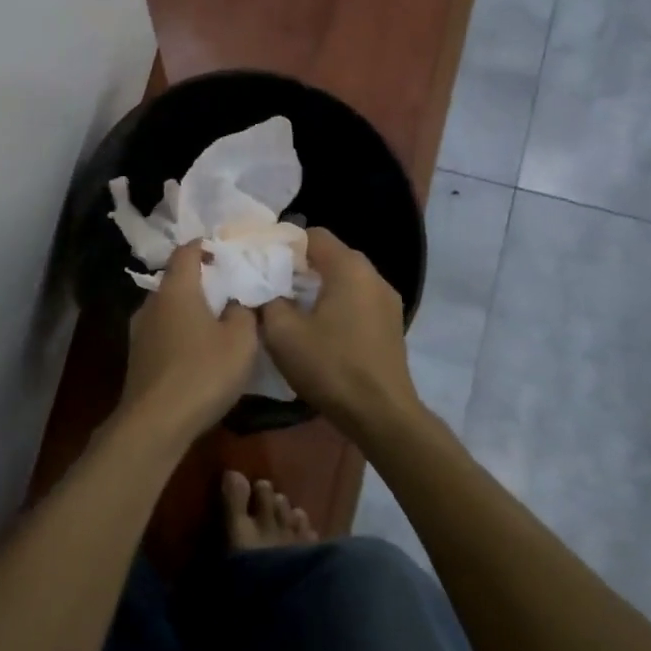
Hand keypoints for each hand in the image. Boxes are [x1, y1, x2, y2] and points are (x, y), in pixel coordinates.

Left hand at [119, 242, 258, 444]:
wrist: (155, 423)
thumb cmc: (203, 372)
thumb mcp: (241, 341)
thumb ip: (243, 312)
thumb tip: (236, 301)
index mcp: (176, 289)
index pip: (186, 251)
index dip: (205, 247)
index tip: (225, 253)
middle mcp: (152, 302)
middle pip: (176, 280)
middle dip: (200, 281)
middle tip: (228, 290)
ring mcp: (139, 330)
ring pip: (167, 308)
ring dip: (189, 310)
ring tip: (215, 323)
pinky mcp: (137, 357)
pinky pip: (162, 332)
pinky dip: (179, 332)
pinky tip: (196, 351)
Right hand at [259, 228, 421, 439]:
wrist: (382, 415)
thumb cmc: (331, 367)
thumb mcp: (283, 333)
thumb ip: (267, 300)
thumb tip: (262, 288)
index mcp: (349, 267)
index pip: (312, 234)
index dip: (282, 244)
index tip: (260, 264)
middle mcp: (373, 275)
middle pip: (329, 256)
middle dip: (297, 267)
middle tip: (269, 286)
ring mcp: (387, 300)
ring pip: (343, 280)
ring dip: (317, 288)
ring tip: (291, 309)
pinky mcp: (390, 324)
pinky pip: (356, 300)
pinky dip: (335, 305)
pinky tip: (319, 330)